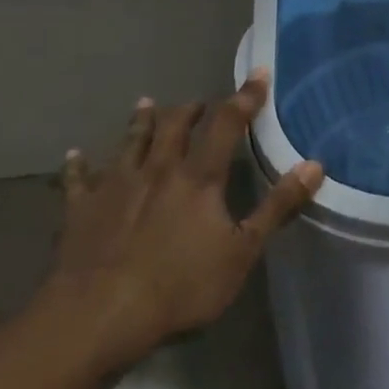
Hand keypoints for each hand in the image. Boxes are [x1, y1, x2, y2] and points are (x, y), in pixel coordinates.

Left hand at [37, 69, 322, 374]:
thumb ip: (277, 207)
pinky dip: (78, 165)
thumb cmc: (180, 287)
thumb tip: (314, 165)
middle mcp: (158, 169)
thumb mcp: (242, 252)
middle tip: (199, 102)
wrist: (99, 315)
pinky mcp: (81, 209)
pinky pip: (77, 180)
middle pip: (174, 126)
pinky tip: (75, 154)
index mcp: (199, 177)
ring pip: (130, 142)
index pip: (227, 124)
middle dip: (190, 109)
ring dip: (140, 121)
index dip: (245, 98)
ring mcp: (115, 186)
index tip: (258, 74)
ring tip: (146, 103)